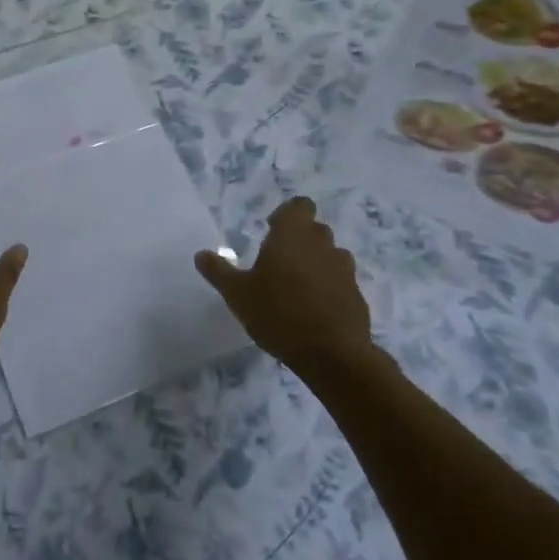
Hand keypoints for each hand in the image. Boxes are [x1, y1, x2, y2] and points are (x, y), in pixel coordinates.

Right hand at [195, 197, 369, 373]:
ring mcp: (344, 270)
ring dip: (316, 263)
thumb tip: (201, 254)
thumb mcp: (237, 293)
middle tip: (278, 262)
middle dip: (299, 240)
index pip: (300, 205)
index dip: (287, 214)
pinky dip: (329, 289)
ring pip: (330, 255)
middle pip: (315, 229)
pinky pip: (340, 283)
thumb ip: (218, 271)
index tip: (271, 230)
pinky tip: (313, 312)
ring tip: (296, 287)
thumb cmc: (278, 313)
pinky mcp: (357, 296)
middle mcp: (322, 244)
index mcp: (293, 235)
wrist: (332, 354)